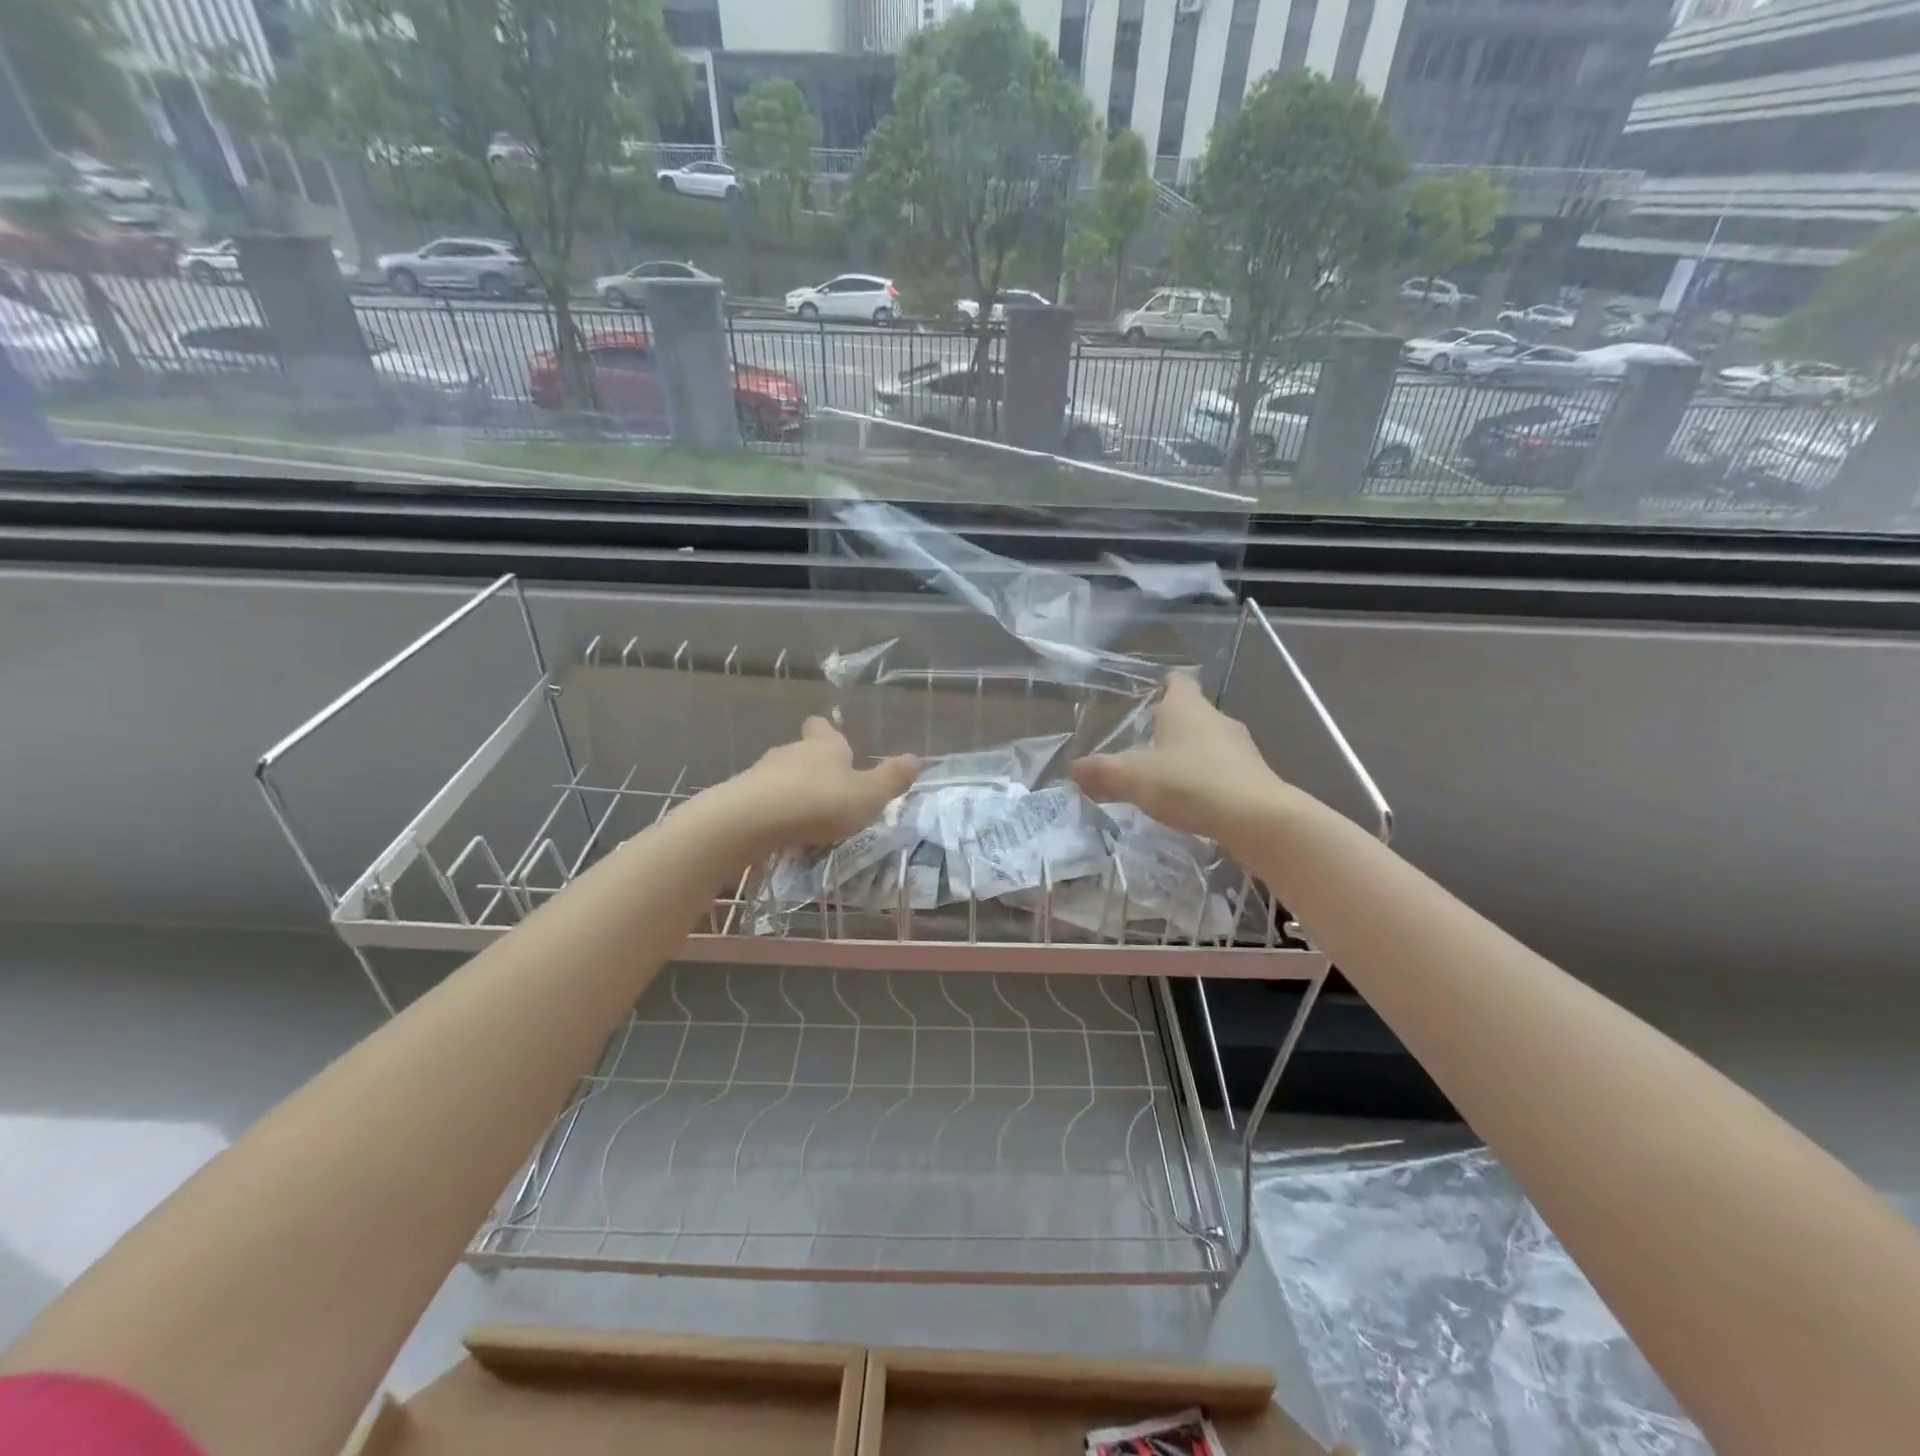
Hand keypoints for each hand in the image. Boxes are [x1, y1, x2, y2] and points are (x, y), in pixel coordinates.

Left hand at [710, 717, 920, 854]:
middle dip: (814, 768)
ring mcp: (761, 774)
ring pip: (781, 777)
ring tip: (808, 818)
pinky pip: (763, 801)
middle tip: (830, 790)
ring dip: (793, 792)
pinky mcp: (741, 799)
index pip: (823, 728)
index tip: (833, 740)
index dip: (827, 732)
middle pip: (802, 752)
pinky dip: (774, 813)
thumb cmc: (818, 802)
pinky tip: (782, 832)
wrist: (749, 821)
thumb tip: (917, 758)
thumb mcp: (867, 795)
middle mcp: (791, 752)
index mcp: (823, 745)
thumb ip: (891, 779)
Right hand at [1070, 674, 1284, 852]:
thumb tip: (1073, 769)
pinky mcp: (1253, 777)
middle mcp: (1217, 720)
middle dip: (1172, 724)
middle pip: (1193, 713)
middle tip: (1145, 742)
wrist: (1257, 819)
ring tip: (1165, 775)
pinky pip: (1223, 770)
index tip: (1151, 693)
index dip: (1164, 684)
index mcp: (1187, 708)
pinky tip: (1192, 800)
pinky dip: (1207, 779)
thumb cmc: (1190, 783)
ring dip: (1190, 754)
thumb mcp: (1133, 778)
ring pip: (1209, 742)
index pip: (1177, 682)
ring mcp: (1240, 748)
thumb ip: (1102, 772)